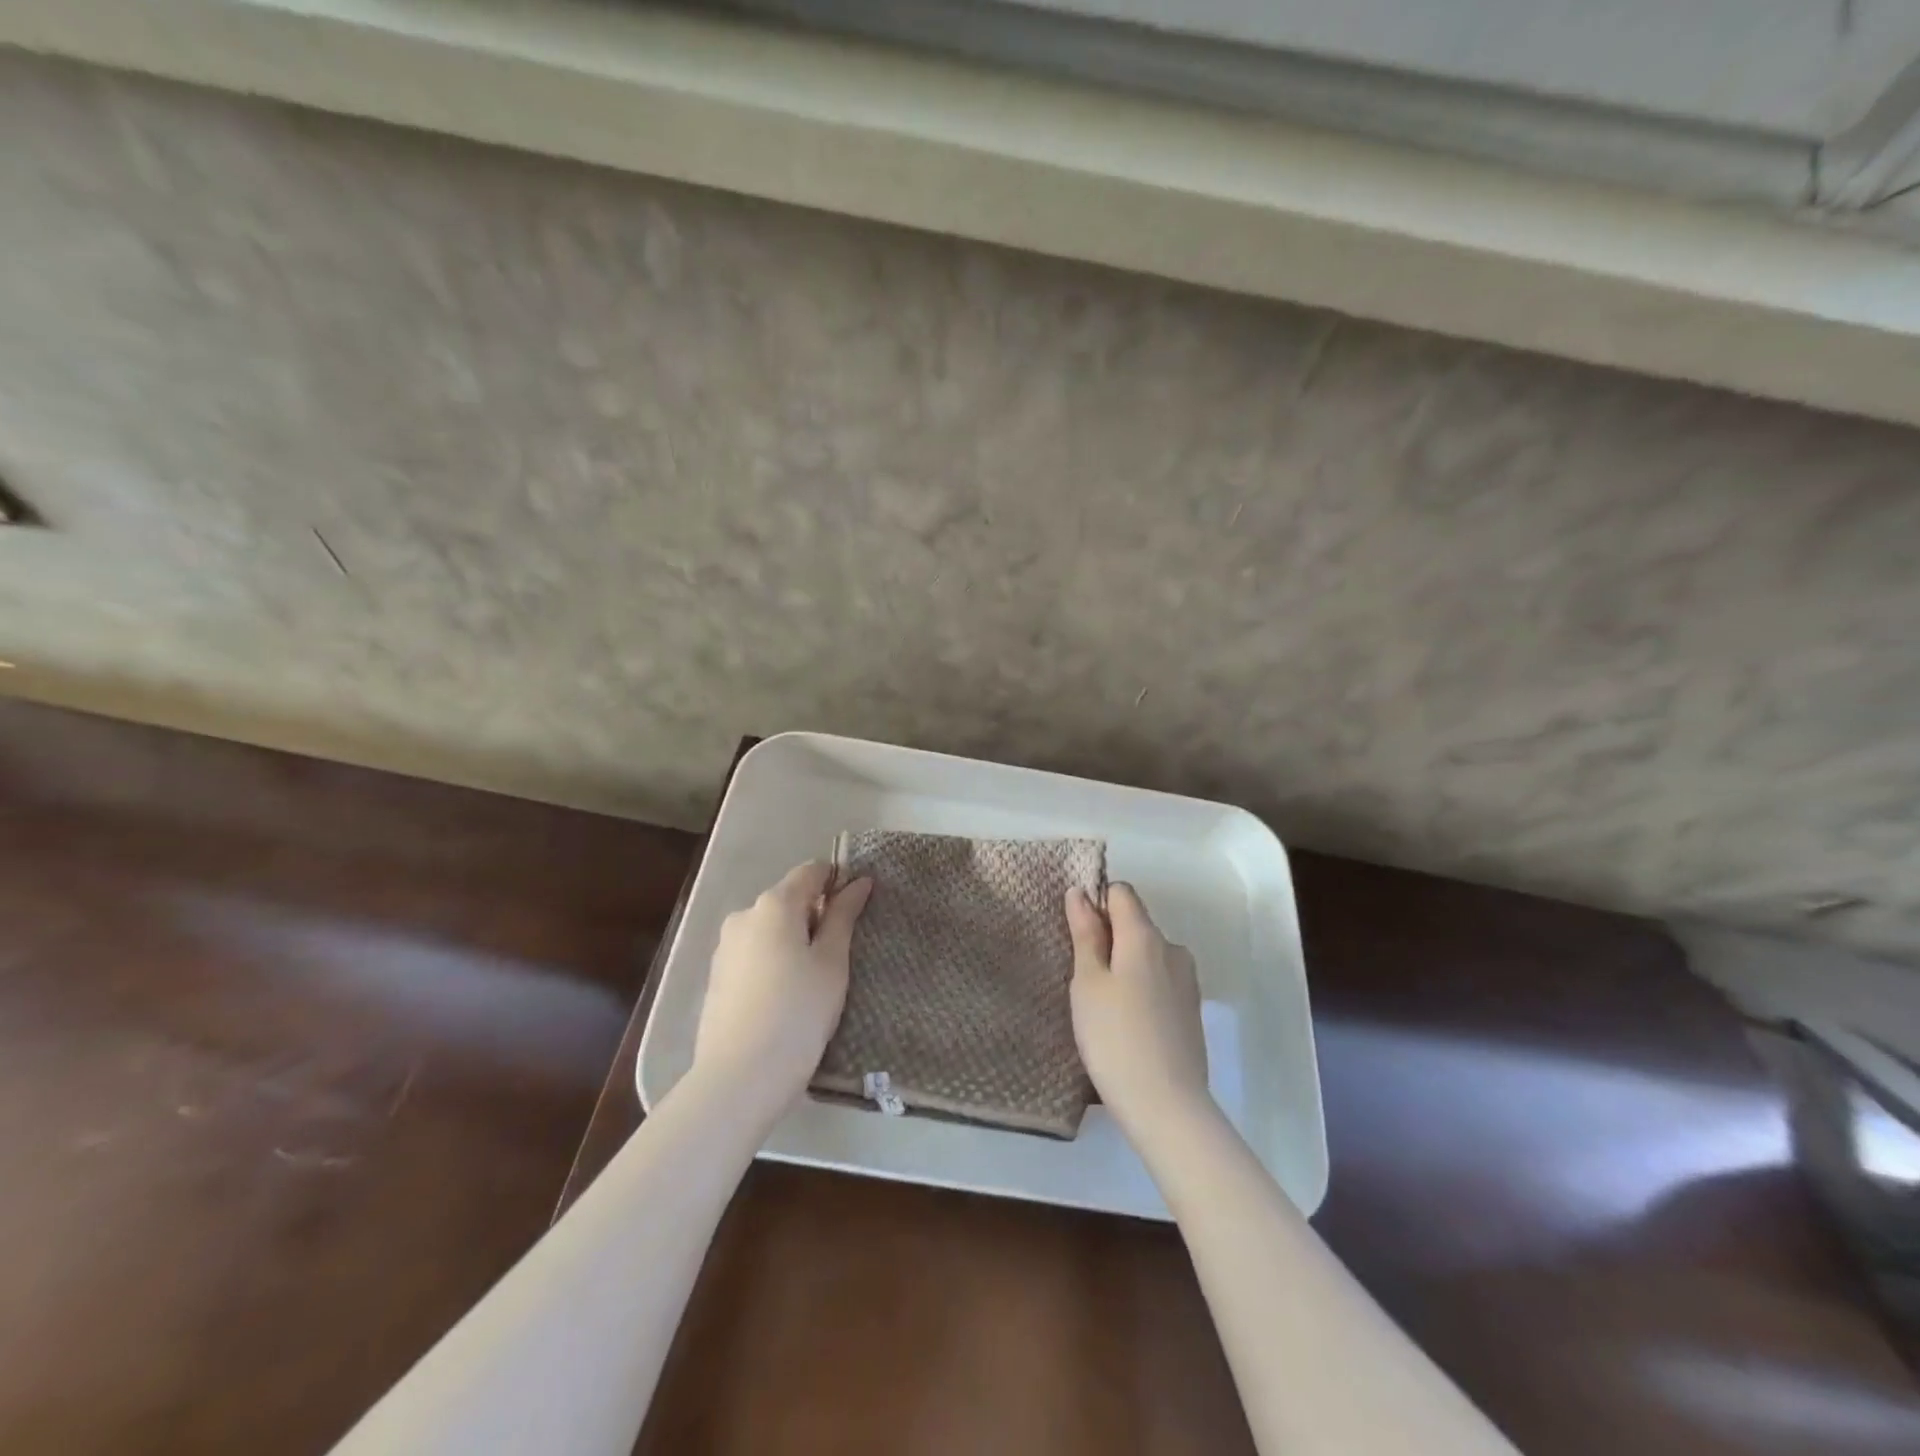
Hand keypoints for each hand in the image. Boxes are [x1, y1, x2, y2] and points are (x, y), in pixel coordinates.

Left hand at [693, 860, 872, 1121]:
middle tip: (841, 952)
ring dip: (794, 940)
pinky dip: (774, 962)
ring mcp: (725, 947)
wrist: (739, 1078)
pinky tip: (787, 997)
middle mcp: (744, 915)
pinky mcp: (717, 977)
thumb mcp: (831, 962)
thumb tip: (858, 882)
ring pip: (770, 929)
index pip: (811, 871)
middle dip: (816, 915)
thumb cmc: (798, 1012)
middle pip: (788, 899)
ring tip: (815, 980)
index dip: (838, 880)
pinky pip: (754, 954)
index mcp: (774, 904)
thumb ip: (843, 917)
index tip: (859, 907)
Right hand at [1066, 882, 1211, 1141]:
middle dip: (1108, 939)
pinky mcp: (1191, 1010)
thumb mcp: (1087, 982)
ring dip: (1125, 966)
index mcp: (1146, 936)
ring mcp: (1187, 981)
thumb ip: (1085, 934)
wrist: (1167, 1106)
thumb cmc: (1114, 1037)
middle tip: (1083, 978)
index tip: (1077, 936)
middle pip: (1135, 924)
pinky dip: (1141, 989)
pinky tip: (1127, 1023)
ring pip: (1147, 955)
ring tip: (1103, 1006)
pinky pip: (1159, 981)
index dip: (1096, 904)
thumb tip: (1080, 893)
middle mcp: (1173, 949)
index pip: (1122, 893)